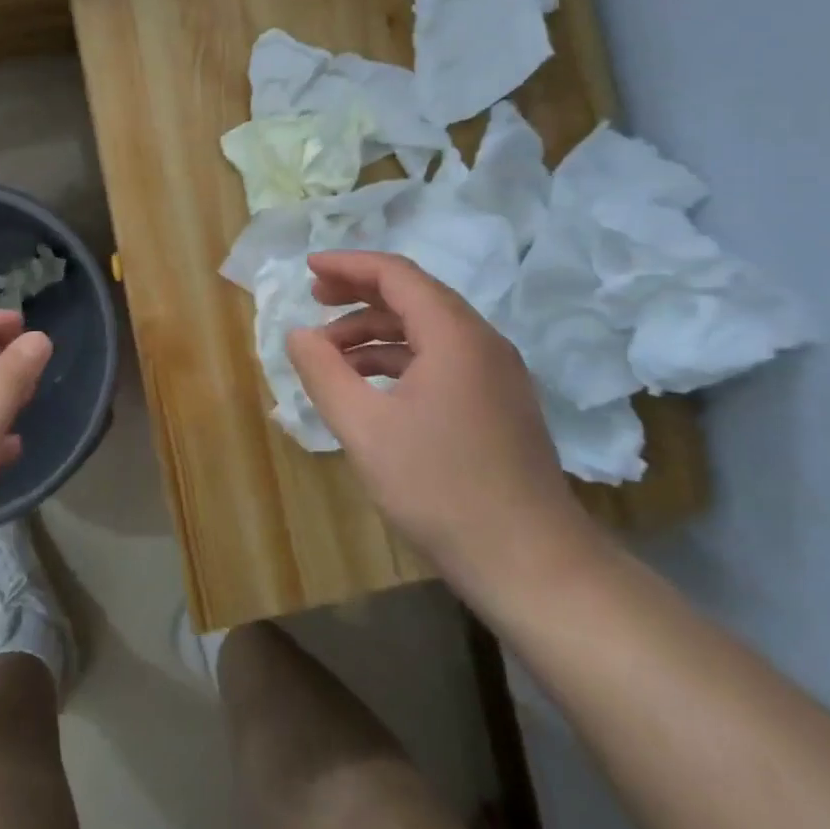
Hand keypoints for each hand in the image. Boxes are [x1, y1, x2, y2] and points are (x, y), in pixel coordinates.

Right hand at [286, 251, 605, 615]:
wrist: (531, 563)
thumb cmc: (440, 488)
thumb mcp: (364, 427)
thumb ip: (323, 372)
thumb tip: (298, 334)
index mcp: (454, 334)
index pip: (396, 274)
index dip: (347, 265)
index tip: (308, 268)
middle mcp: (482, 342)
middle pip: (414, 295)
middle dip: (359, 294)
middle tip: (315, 299)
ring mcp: (497, 374)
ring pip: (428, 330)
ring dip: (376, 332)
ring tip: (331, 354)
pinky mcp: (499, 404)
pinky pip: (443, 359)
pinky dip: (401, 359)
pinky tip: (370, 387)